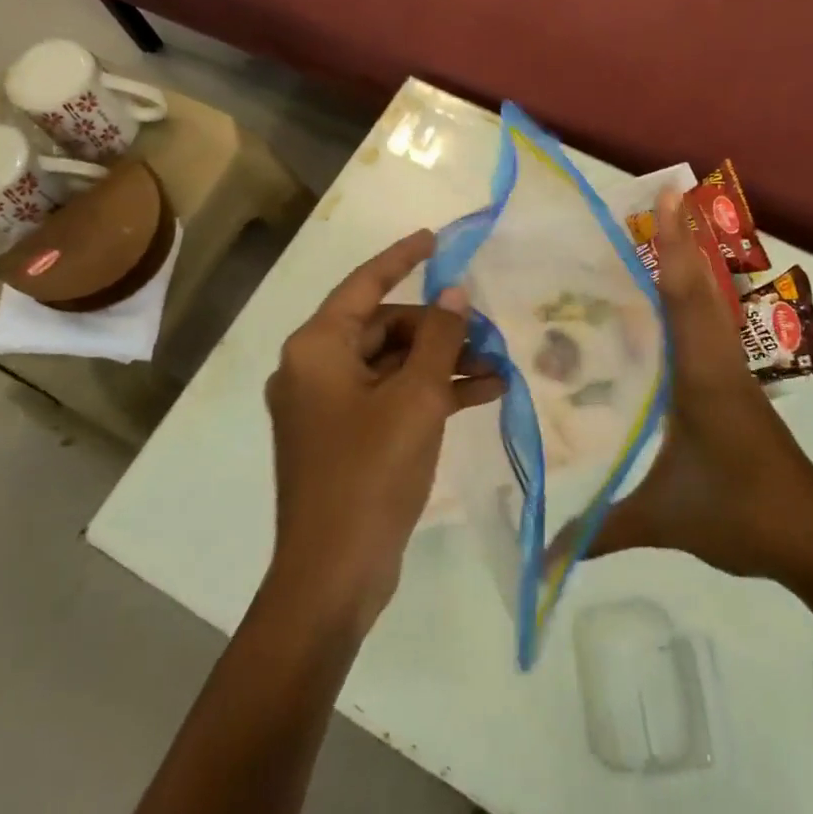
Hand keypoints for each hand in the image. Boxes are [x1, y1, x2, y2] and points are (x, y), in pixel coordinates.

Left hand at [264, 230, 504, 627]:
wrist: (334, 575)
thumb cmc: (371, 472)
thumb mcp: (416, 398)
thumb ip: (440, 338)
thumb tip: (456, 292)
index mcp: (317, 348)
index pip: (365, 284)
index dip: (402, 257)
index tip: (437, 238)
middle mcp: (314, 368)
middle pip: (384, 326)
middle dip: (439, 328)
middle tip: (488, 333)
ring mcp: (328, 405)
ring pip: (392, 364)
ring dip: (442, 362)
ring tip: (498, 365)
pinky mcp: (346, 436)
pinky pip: (391, 397)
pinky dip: (430, 392)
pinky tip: (482, 393)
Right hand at [578, 189, 812, 583]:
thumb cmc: (742, 515)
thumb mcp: (664, 518)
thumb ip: (600, 531)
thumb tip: (539, 557)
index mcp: (702, 376)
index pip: (685, 298)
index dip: (676, 247)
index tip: (670, 197)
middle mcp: (718, 362)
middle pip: (701, 287)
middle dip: (684, 238)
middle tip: (664, 195)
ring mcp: (731, 373)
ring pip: (710, 305)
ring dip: (692, 264)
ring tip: (663, 231)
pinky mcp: (735, 389)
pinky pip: (709, 329)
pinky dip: (693, 299)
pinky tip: (670, 303)